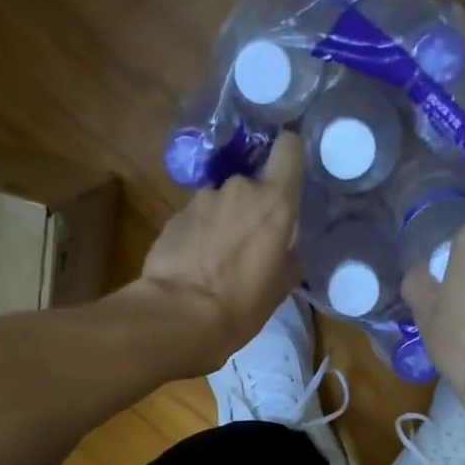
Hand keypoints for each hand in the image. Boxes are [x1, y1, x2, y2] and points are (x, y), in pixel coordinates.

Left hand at [133, 133, 304, 372]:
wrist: (179, 316)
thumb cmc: (241, 305)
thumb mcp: (280, 287)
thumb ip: (287, 256)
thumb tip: (285, 248)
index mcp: (275, 202)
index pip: (289, 148)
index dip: (289, 157)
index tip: (287, 176)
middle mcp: (239, 189)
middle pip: (252, 183)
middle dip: (251, 207)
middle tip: (249, 243)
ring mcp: (202, 199)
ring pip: (221, 201)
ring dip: (222, 221)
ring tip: (217, 259)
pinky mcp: (174, 216)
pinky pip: (196, 218)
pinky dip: (198, 234)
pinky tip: (194, 264)